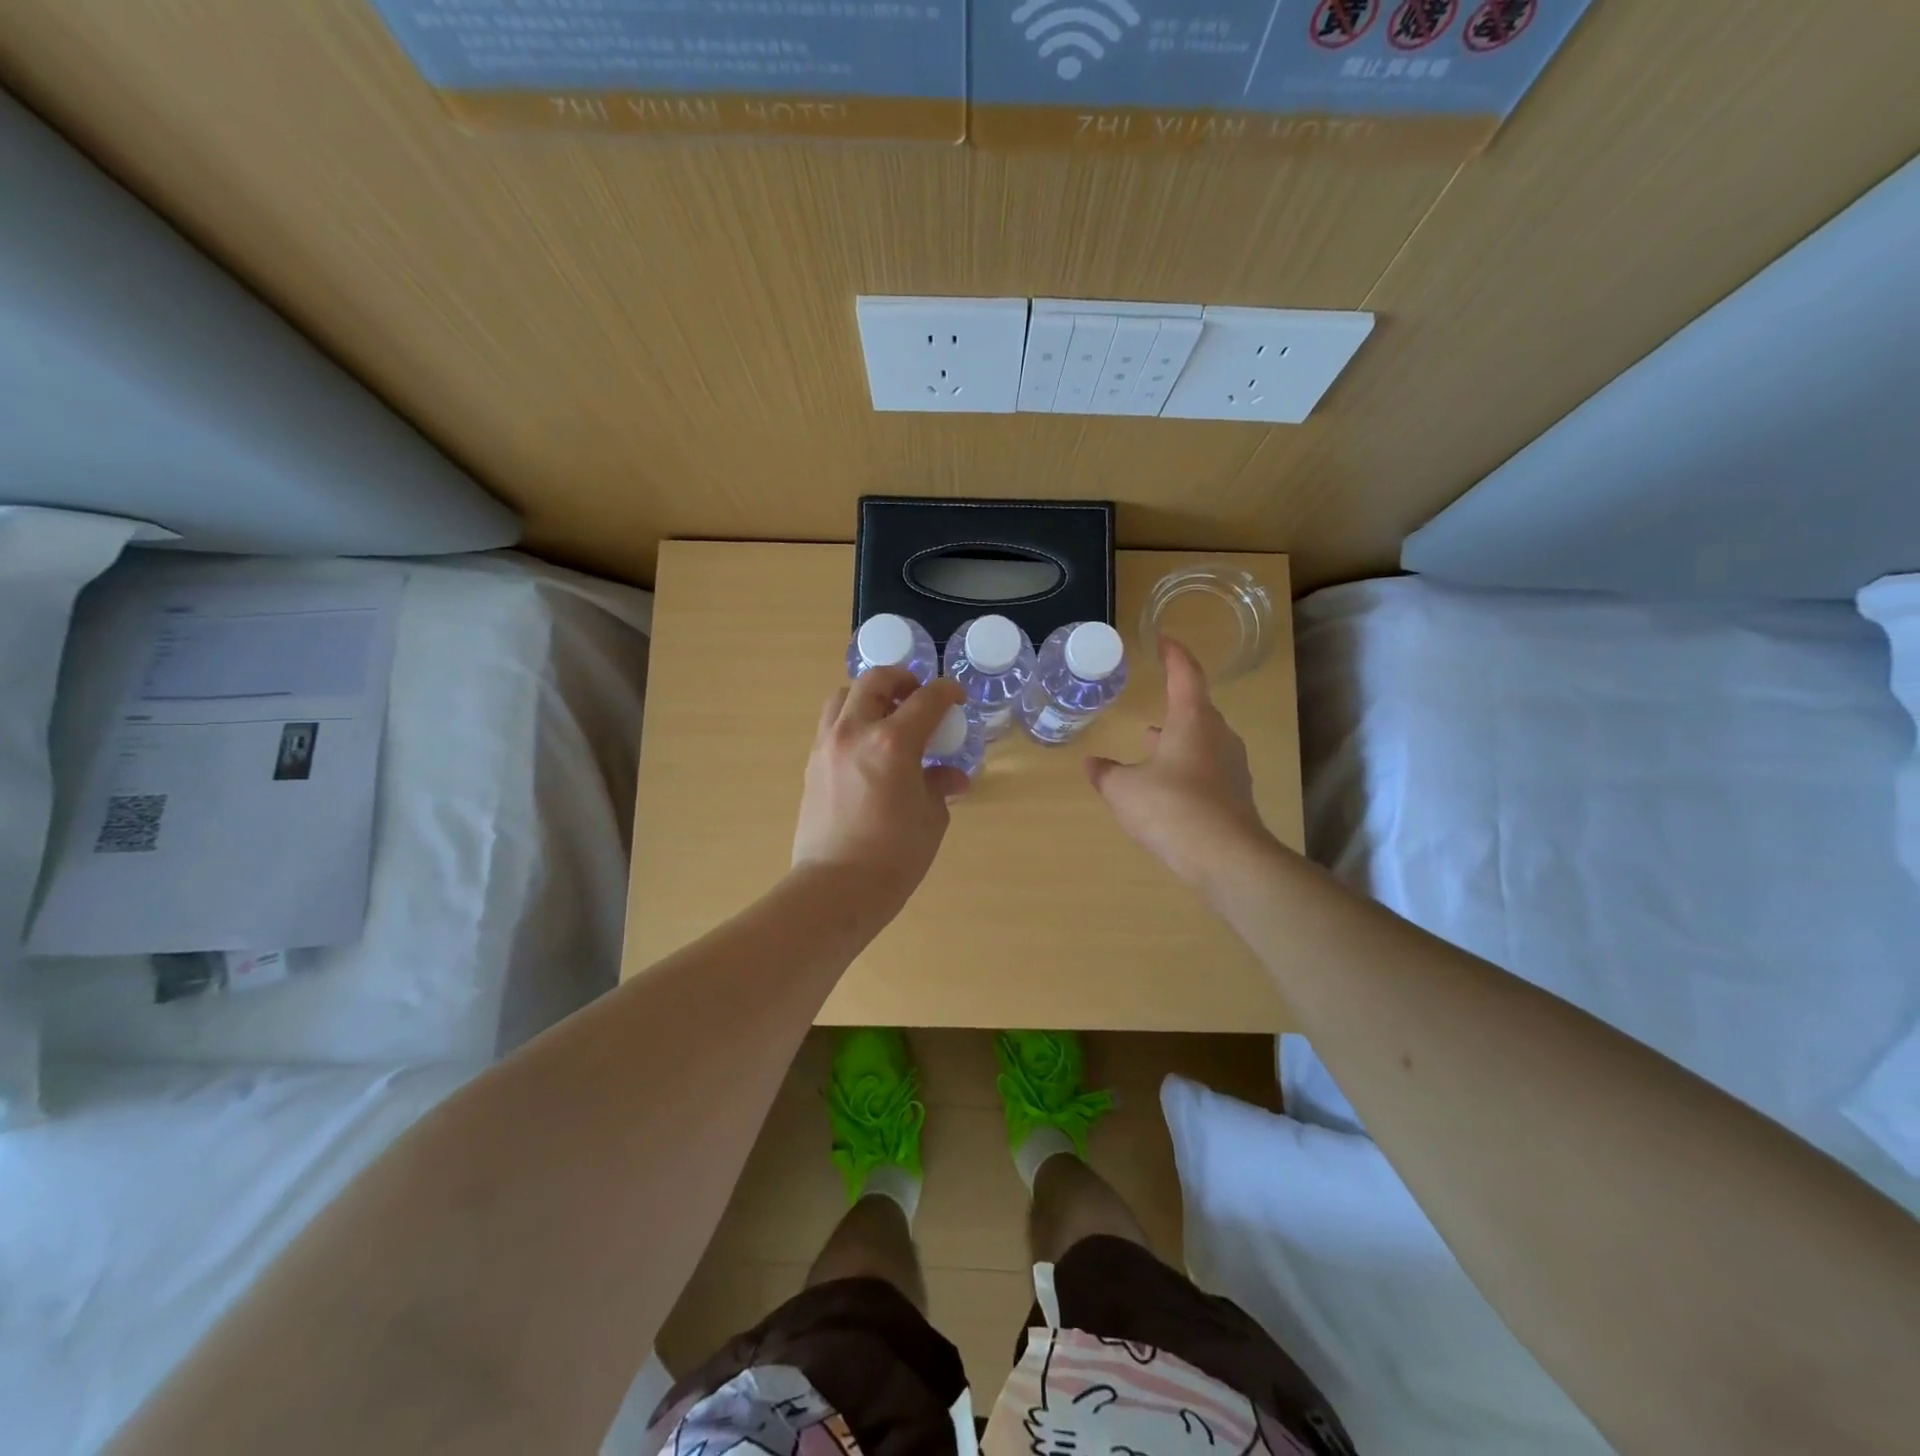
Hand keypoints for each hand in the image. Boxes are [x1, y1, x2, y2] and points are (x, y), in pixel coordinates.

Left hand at [792, 668, 968, 915]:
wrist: (836, 888)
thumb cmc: (894, 856)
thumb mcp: (931, 818)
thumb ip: (940, 785)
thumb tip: (951, 776)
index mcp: (893, 742)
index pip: (926, 699)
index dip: (947, 692)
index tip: (956, 697)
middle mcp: (855, 732)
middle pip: (876, 681)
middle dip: (902, 680)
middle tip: (918, 697)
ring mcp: (827, 746)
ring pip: (844, 696)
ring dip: (869, 696)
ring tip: (887, 717)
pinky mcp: (811, 764)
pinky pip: (831, 725)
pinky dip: (851, 721)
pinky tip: (867, 748)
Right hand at [1087, 637, 1274, 890]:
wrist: (1226, 858)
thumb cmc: (1171, 809)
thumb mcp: (1124, 790)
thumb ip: (1106, 773)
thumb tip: (1093, 764)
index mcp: (1193, 720)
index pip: (1185, 674)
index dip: (1174, 654)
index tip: (1164, 640)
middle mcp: (1218, 736)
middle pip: (1198, 707)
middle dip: (1176, 701)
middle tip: (1157, 696)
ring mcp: (1231, 766)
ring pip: (1203, 739)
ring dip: (1179, 736)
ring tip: (1152, 740)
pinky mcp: (1236, 795)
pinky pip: (1208, 767)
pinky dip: (1187, 765)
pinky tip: (1168, 783)